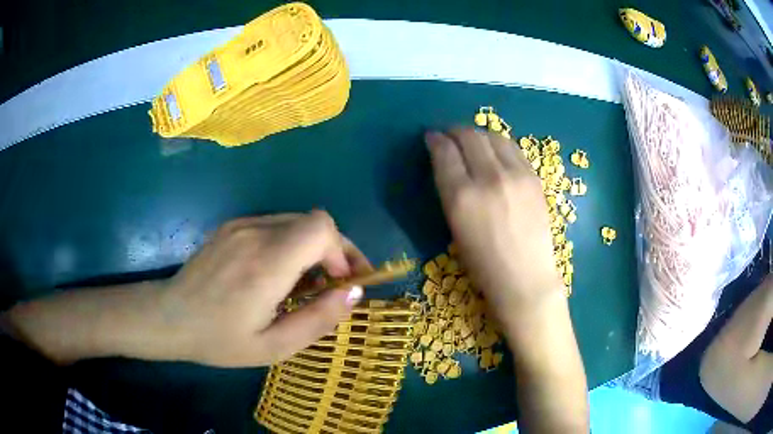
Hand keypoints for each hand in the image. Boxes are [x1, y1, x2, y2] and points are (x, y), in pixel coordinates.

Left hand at [3, 211, 369, 366]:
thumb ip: (314, 318)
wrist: (155, 319)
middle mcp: (246, 231)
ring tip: (303, 289)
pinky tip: (274, 279)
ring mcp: (233, 227)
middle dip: (330, 249)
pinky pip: (269, 230)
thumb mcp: (269, 348)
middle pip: (306, 220)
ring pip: (287, 223)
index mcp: (258, 260)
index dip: (340, 245)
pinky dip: (286, 251)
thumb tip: (351, 291)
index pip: (316, 225)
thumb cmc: (209, 342)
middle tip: (334, 286)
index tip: (351, 274)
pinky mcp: (225, 229)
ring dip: (306, 252)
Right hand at [425, 128, 562, 318]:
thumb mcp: (455, 227)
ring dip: (477, 134)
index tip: (432, 137)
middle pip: (468, 136)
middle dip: (454, 131)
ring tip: (473, 141)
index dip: (435, 139)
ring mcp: (516, 175)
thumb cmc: (483, 264)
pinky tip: (496, 151)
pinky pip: (513, 148)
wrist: (525, 278)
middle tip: (449, 135)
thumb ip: (450, 190)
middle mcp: (488, 178)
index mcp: (461, 196)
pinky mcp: (534, 178)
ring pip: (493, 136)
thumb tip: (447, 162)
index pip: (445, 151)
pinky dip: (499, 144)